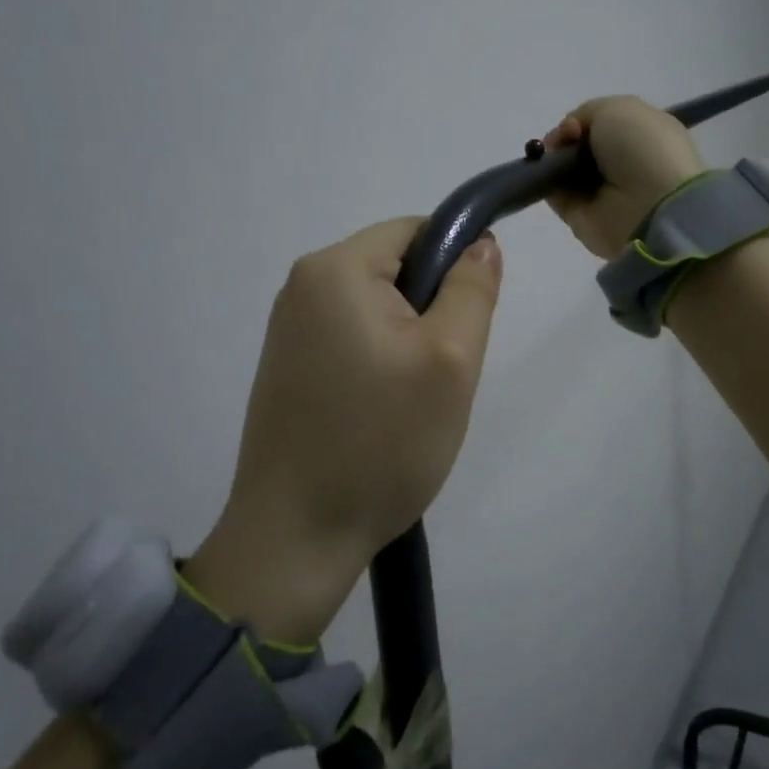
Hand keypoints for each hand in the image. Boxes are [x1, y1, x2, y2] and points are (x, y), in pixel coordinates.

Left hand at [186, 218, 503, 640]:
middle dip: (433, 312)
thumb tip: (480, 242)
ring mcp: (288, 330)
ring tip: (412, 402)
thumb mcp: (451, 360)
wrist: (296, 538)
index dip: (456, 268)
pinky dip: (380, 365)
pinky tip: (383, 415)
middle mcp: (302, 286)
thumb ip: (472, 289)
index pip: (417, 231)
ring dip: (410, 344)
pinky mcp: (288, 368)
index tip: (467, 328)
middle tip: (442, 377)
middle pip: (396, 269)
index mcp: (335, 269)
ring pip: (378, 310)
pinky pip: (353, 341)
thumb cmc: (381, 442)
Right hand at [543, 96, 707, 258]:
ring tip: (553, 156)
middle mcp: (623, 163)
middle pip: (581, 146)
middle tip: (564, 140)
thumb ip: (587, 113)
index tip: (575, 125)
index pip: (604, 124)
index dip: (583, 120)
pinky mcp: (582, 216)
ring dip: (553, 158)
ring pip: (566, 168)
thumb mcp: (617, 108)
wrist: (648, 204)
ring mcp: (603, 192)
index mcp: (642, 135)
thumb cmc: (641, 148)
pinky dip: (546, 182)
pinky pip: (557, 194)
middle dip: (565, 138)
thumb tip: (570, 135)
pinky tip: (548, 172)